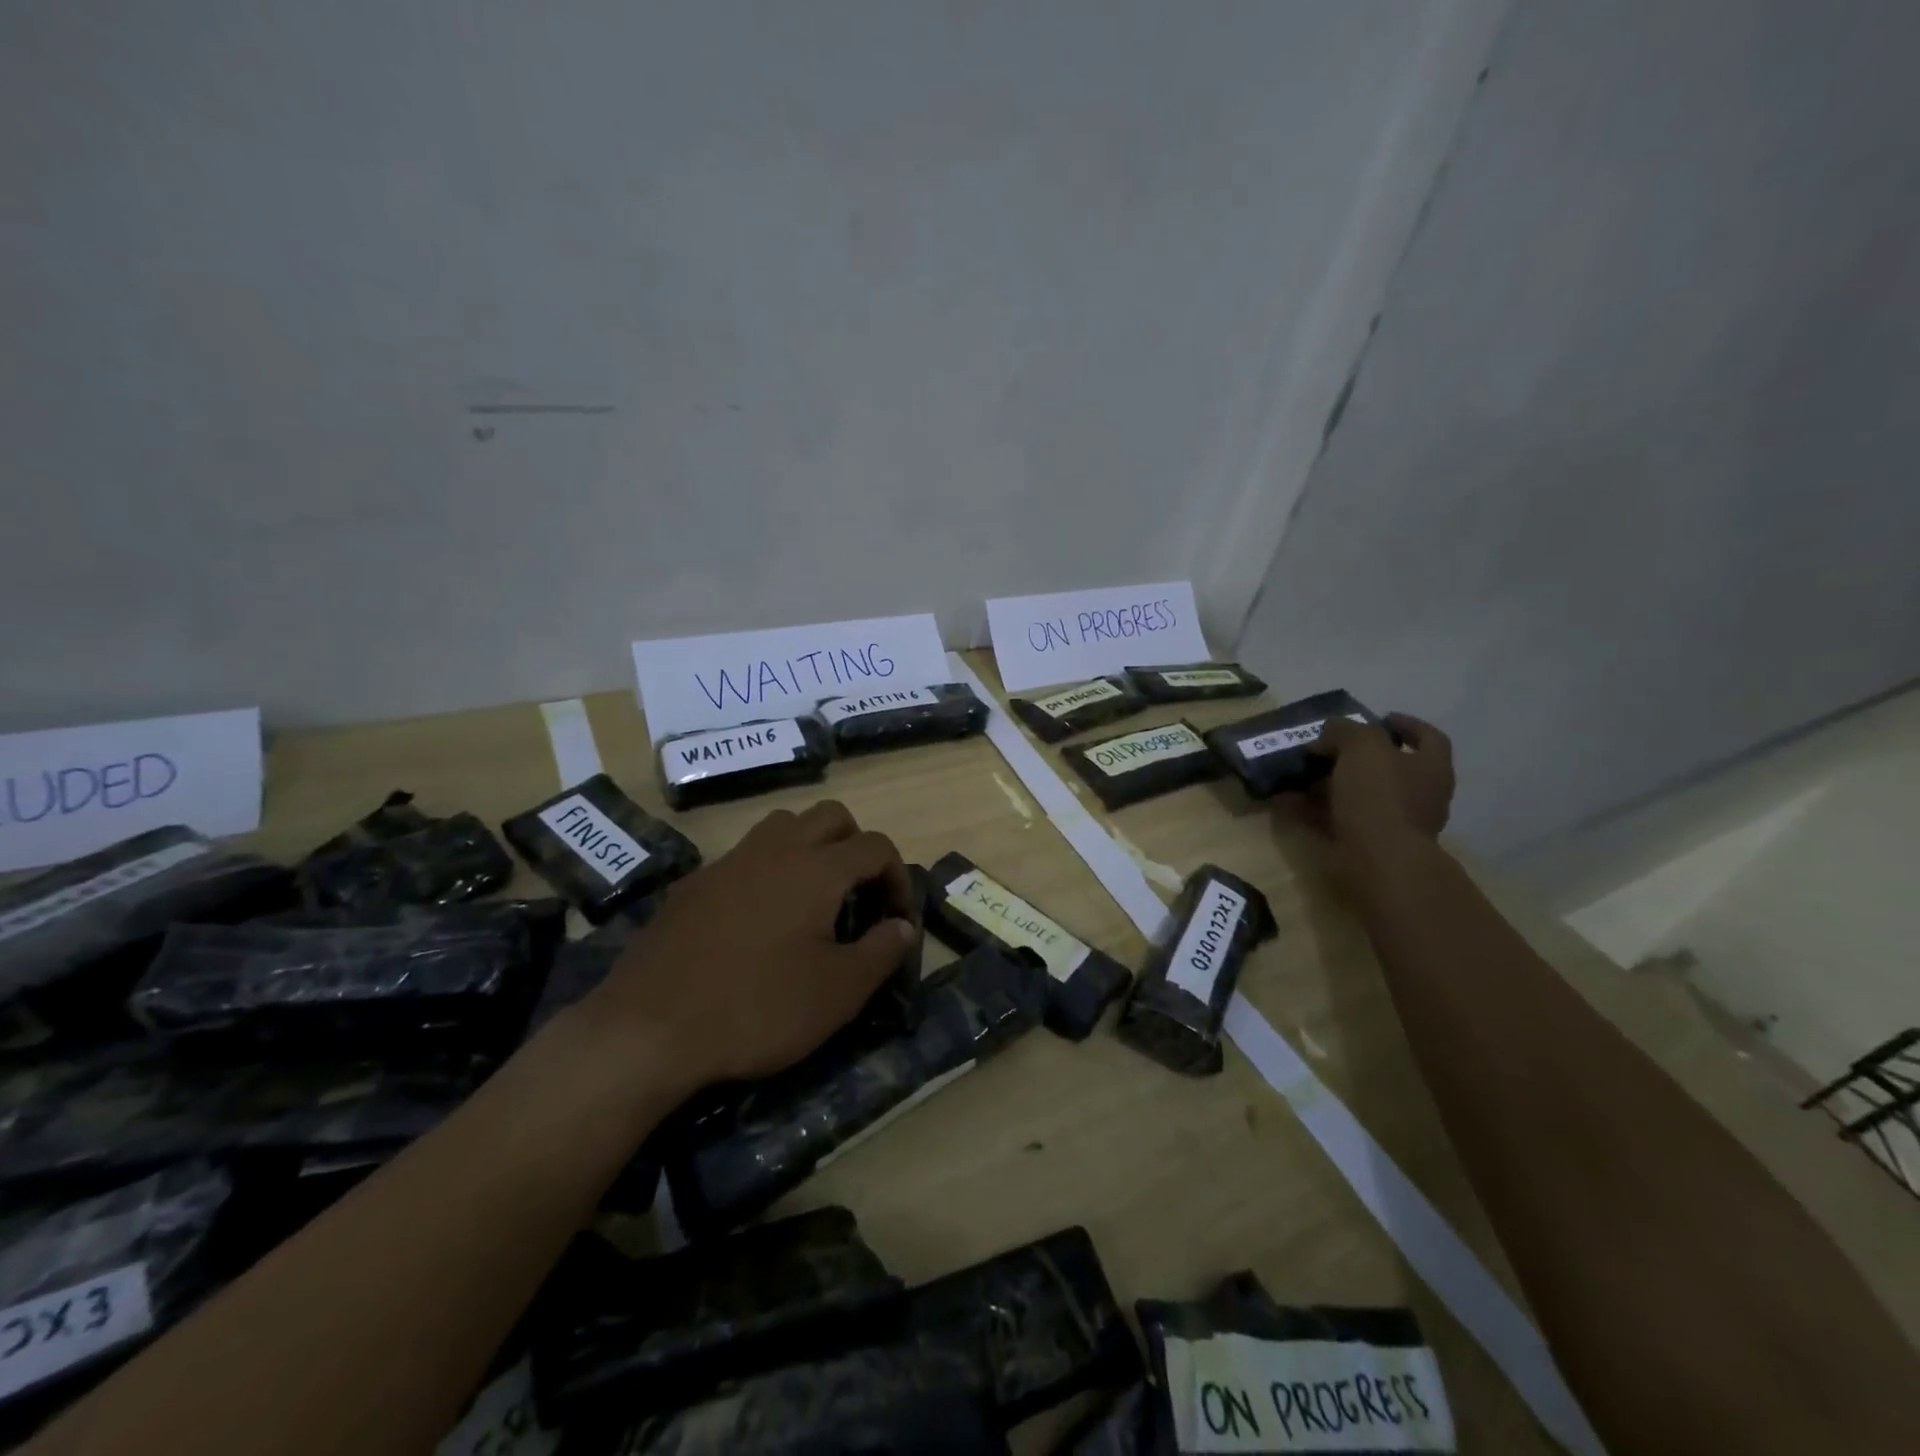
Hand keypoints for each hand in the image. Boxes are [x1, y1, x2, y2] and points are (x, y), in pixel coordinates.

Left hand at [577, 801, 917, 1090]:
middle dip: (856, 845)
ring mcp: (729, 863)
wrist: (648, 1029)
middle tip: (859, 894)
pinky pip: (742, 856)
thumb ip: (881, 952)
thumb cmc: (757, 1009)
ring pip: (782, 825)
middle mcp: (775, 850)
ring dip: (809, 846)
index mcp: (817, 869)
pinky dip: (766, 870)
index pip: (876, 846)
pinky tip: (756, 920)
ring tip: (812, 897)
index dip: (898, 877)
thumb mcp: (837, 993)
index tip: (896, 920)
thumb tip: (904, 927)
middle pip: (830, 816)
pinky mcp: (693, 884)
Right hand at [1281, 713, 1454, 886]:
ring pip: (1356, 794)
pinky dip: (1310, 809)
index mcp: (1431, 768)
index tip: (1379, 717)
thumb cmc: (1380, 795)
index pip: (1428, 738)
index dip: (1405, 724)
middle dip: (1354, 755)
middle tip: (1325, 746)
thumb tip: (1329, 732)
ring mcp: (1392, 822)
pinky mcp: (1364, 844)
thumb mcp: (1363, 747)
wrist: (1378, 860)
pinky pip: (1333, 819)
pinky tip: (1284, 800)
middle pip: (1387, 768)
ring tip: (1297, 772)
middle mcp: (1418, 795)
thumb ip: (1346, 731)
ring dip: (1326, 783)